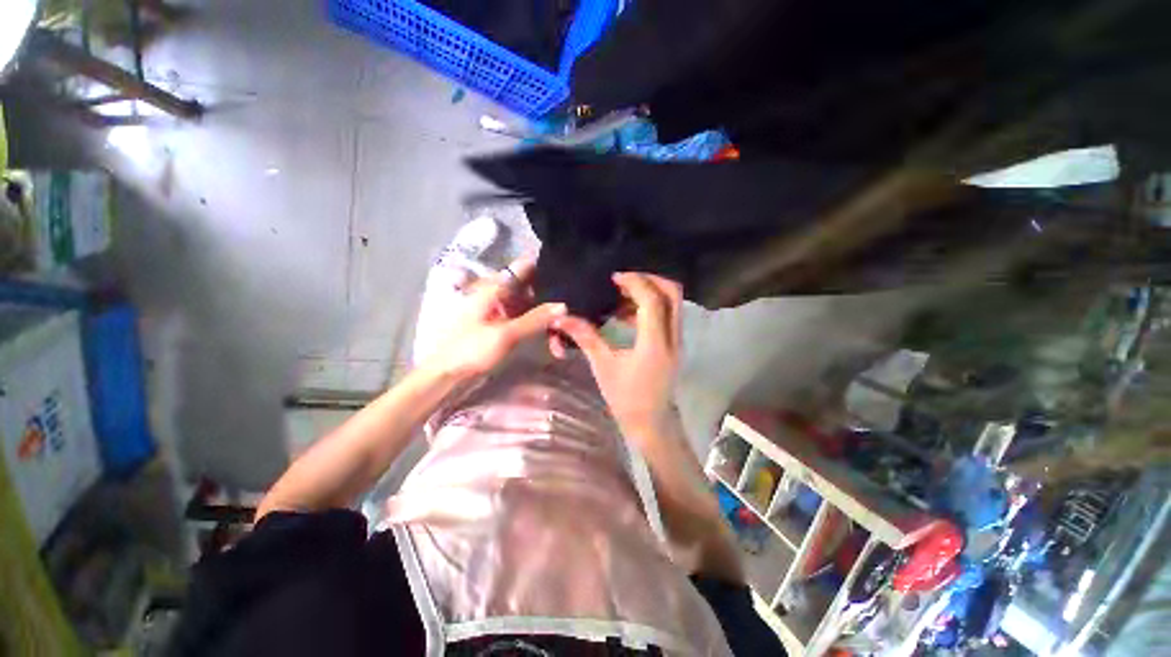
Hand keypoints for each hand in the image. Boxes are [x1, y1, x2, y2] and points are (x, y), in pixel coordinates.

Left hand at [423, 257, 565, 379]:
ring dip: (547, 320)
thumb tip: (564, 305)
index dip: (547, 269)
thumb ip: (536, 318)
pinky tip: (552, 345)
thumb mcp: (506, 334)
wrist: (447, 375)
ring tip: (562, 341)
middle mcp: (500, 293)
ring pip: (532, 307)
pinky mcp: (504, 324)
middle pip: (533, 288)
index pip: (525, 266)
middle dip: (552, 302)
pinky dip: (539, 329)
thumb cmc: (471, 350)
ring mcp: (502, 309)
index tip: (568, 279)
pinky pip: (527, 320)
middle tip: (571, 317)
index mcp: (495, 287)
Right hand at [551, 272, 682, 440]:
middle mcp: (672, 337)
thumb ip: (585, 337)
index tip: (614, 278)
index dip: (635, 282)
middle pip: (673, 293)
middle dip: (649, 279)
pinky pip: (668, 314)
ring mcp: (677, 340)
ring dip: (649, 292)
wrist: (651, 422)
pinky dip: (650, 306)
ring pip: (673, 303)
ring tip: (621, 296)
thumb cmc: (626, 398)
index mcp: (655, 343)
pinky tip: (626, 315)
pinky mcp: (674, 344)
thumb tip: (561, 319)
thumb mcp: (603, 366)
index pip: (652, 300)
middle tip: (623, 280)